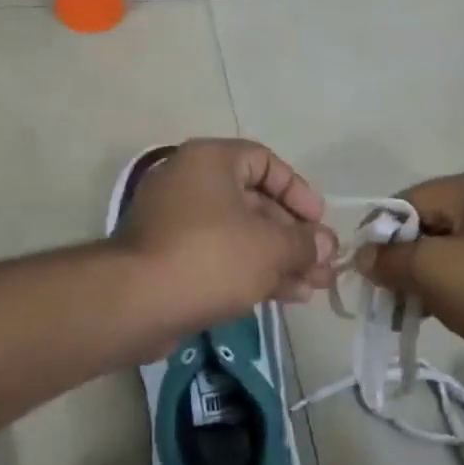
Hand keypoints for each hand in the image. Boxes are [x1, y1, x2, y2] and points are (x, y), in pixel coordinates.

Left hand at [111, 139, 337, 327]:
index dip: (298, 191)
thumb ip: (305, 243)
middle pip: (255, 203)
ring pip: (240, 236)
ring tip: (314, 286)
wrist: (137, 302)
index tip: (319, 223)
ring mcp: (176, 224)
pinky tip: (287, 296)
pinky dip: (252, 272)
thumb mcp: (270, 247)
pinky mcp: (170, 260)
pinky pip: (220, 258)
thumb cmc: (210, 257)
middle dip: (294, 236)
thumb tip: (327, 245)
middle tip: (323, 264)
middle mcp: (190, 184)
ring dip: (280, 259)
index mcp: (210, 161)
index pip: (265, 162)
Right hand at [355, 165, 463, 381]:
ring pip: (454, 243)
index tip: (367, 271)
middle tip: (391, 295)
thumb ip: (390, 260)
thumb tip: (364, 256)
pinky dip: (456, 279)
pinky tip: (444, 307)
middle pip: (432, 221)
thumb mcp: (433, 273)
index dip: (382, 235)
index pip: (410, 200)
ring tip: (415, 309)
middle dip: (406, 258)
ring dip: (429, 274)